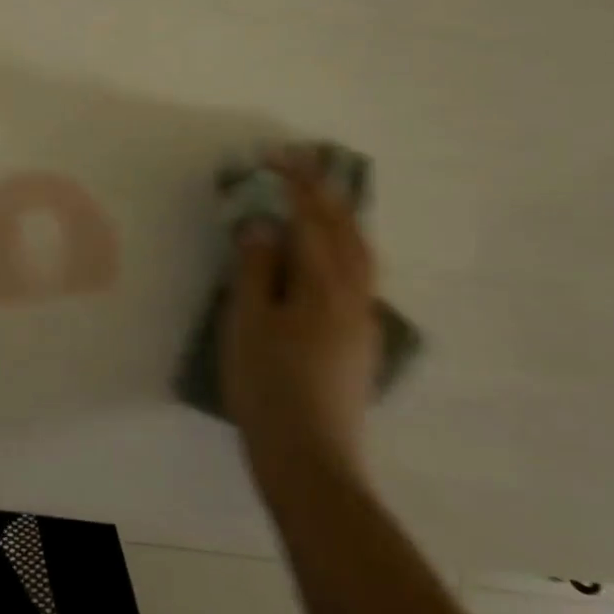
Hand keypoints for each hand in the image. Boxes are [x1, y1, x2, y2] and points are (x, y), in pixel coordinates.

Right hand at [222, 154, 380, 484]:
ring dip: (340, 219)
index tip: (274, 156)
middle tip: (300, 165)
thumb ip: (257, 268)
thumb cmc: (269, 385)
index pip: (313, 219)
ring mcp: (364, 321)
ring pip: (360, 254)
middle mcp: (356, 296)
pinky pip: (358, 276)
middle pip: (348, 231)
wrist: (310, 458)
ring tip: (317, 201)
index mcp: (326, 286)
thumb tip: (265, 225)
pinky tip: (325, 258)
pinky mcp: (361, 342)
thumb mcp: (249, 322)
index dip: (295, 183)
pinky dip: (343, 248)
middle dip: (324, 193)